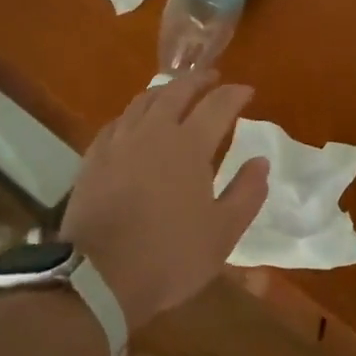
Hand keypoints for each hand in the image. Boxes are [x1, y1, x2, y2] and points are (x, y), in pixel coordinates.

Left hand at [59, 71, 269, 330]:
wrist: (96, 278)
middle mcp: (154, 132)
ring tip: (176, 92)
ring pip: (144, 100)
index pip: (218, 104)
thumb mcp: (223, 234)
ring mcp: (119, 142)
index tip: (247, 92)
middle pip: (177, 90)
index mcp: (189, 145)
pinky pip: (118, 122)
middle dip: (199, 80)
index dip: (235, 94)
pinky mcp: (94, 158)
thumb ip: (246, 193)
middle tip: (212, 78)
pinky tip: (136, 122)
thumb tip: (261, 161)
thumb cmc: (169, 256)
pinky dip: (135, 113)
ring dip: (166, 90)